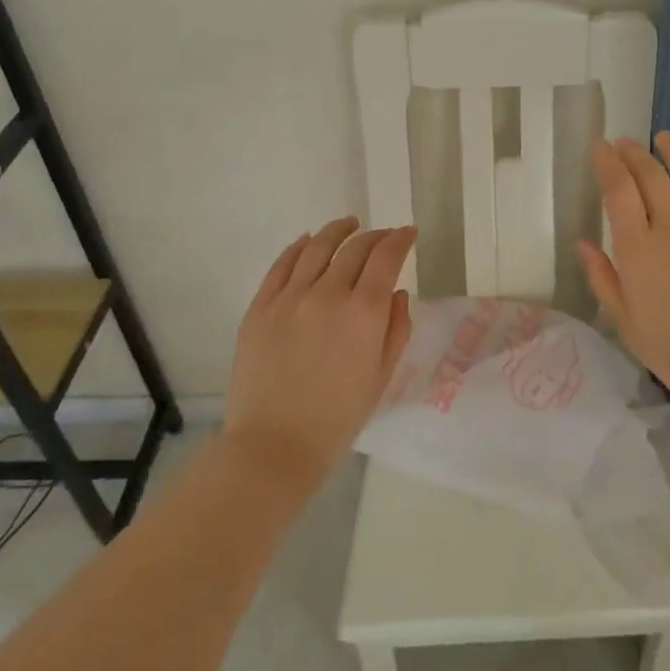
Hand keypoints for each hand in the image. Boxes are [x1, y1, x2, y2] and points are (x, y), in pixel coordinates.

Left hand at [223, 218, 417, 489]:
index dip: (400, 239)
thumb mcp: (381, 376)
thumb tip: (397, 294)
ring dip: (338, 230)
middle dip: (375, 236)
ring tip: (349, 224)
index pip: (386, 257)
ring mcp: (289, 298)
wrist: (274, 446)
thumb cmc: (337, 419)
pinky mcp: (260, 307)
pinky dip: (299, 247)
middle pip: (355, 248)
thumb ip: (395, 329)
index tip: (408, 234)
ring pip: (317, 247)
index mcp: (363, 313)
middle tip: (384, 235)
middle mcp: (327, 294)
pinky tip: (308, 241)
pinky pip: (282, 265)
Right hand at [577, 133, 669, 405]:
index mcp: (639, 249)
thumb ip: (603, 278)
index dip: (608, 164)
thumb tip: (583, 243)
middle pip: (651, 176)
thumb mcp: (626, 323)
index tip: (601, 146)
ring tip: (664, 138)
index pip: (619, 191)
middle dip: (635, 154)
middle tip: (626, 142)